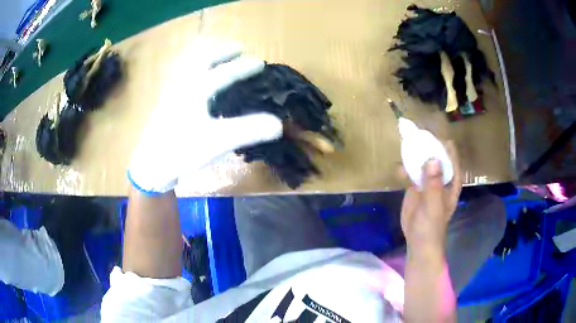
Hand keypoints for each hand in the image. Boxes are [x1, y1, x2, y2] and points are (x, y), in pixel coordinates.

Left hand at [128, 40, 282, 193]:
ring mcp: (170, 95)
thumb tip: (279, 124)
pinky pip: (180, 79)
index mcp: (195, 90)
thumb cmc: (181, 151)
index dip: (243, 67)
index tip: (260, 63)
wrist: (150, 167)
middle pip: (201, 60)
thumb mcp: (217, 142)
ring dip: (203, 58)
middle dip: (220, 52)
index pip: (224, 73)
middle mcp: (182, 86)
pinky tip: (195, 82)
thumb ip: (248, 131)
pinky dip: (191, 72)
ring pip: (187, 67)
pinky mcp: (164, 106)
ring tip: (216, 57)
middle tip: (236, 48)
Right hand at [400, 141, 461, 252]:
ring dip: (415, 154)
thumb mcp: (434, 205)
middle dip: (427, 146)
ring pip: (422, 162)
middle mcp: (441, 176)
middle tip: (415, 136)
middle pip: (435, 155)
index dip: (442, 145)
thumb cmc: (431, 225)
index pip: (450, 156)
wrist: (418, 241)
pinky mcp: (415, 186)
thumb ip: (433, 184)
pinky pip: (410, 172)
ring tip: (405, 144)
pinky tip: (398, 168)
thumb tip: (432, 159)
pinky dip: (404, 168)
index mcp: (451, 180)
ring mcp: (427, 181)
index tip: (431, 136)